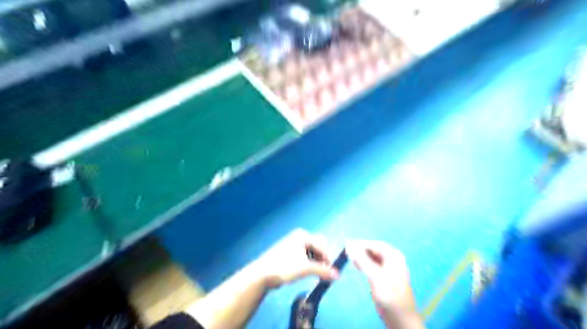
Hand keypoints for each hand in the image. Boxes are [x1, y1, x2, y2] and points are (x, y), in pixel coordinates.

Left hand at [253, 230, 338, 288]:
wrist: (263, 274)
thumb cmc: (285, 267)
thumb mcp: (306, 268)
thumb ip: (323, 270)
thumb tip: (338, 275)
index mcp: (303, 235)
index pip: (322, 245)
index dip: (328, 258)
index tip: (332, 272)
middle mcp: (299, 236)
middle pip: (317, 247)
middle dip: (322, 259)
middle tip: (324, 273)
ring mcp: (293, 244)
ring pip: (311, 252)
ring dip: (316, 263)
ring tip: (317, 275)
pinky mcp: (289, 253)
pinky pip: (304, 256)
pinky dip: (309, 263)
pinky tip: (308, 272)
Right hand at [345, 239, 424, 327]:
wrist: (400, 318)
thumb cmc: (390, 295)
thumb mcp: (375, 276)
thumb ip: (362, 260)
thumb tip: (348, 246)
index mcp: (393, 256)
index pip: (374, 244)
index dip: (360, 243)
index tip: (346, 245)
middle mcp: (391, 259)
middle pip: (373, 250)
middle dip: (360, 250)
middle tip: (346, 252)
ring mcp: (387, 268)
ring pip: (371, 257)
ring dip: (360, 256)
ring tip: (349, 258)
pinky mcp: (383, 276)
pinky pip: (371, 265)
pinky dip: (363, 263)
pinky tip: (356, 265)